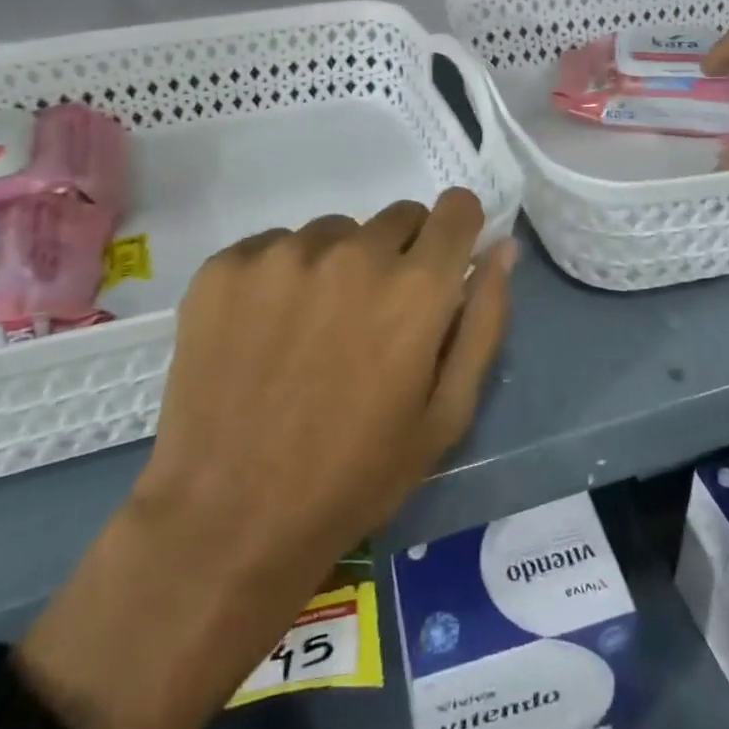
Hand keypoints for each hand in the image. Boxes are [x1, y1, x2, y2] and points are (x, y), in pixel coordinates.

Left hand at [15, 191, 515, 728]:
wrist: (227, 519)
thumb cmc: (355, 475)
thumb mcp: (446, 414)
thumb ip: (484, 321)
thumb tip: (502, 249)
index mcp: (416, 287)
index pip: (456, 209)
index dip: (457, 230)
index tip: (444, 260)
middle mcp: (353, 253)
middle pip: (397, 217)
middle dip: (400, 254)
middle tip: (374, 317)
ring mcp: (282, 254)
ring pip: (334, 231)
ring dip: (338, 264)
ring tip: (313, 330)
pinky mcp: (225, 267)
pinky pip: (273, 245)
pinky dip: (280, 275)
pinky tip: (265, 331)